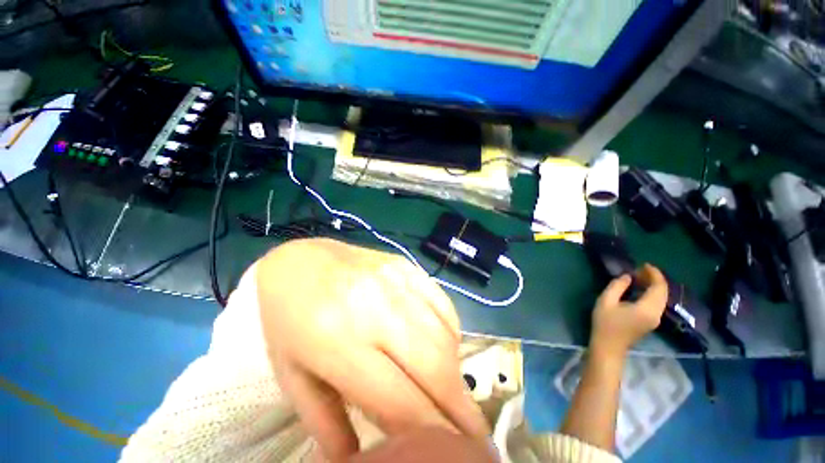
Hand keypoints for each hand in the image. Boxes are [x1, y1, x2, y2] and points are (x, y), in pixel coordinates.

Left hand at [254, 239, 489, 460]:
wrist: (300, 261)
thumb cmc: (288, 319)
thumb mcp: (294, 375)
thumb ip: (327, 422)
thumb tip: (362, 461)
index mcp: (337, 342)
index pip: (398, 398)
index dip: (431, 432)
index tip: (457, 453)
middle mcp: (374, 308)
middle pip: (432, 364)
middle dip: (460, 406)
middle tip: (476, 434)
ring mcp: (394, 280)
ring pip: (442, 332)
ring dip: (456, 369)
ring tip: (456, 392)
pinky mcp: (405, 266)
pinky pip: (442, 302)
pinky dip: (451, 330)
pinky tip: (445, 345)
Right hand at [590, 264, 667, 357]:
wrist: (609, 346)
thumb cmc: (605, 323)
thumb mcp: (606, 301)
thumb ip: (617, 286)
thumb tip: (628, 276)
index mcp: (647, 308)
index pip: (659, 287)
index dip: (654, 274)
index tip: (644, 264)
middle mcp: (656, 313)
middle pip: (663, 292)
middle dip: (654, 278)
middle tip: (639, 270)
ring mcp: (655, 319)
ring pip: (661, 298)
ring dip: (653, 286)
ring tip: (638, 277)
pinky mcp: (651, 321)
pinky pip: (657, 303)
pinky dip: (651, 293)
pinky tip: (639, 289)